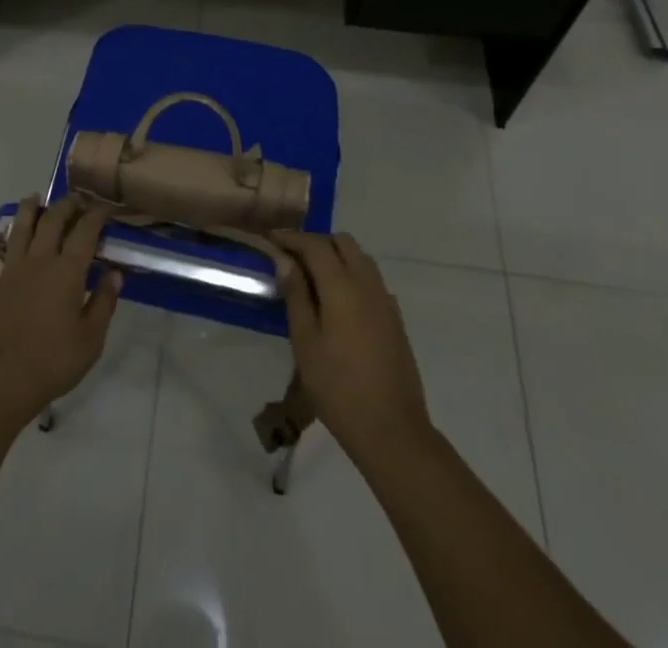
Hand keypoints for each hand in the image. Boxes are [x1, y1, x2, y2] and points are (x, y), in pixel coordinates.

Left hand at [0, 194, 122, 427]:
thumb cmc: (52, 362)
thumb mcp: (91, 339)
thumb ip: (104, 302)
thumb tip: (115, 273)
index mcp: (67, 271)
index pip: (85, 231)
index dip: (96, 214)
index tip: (105, 206)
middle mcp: (38, 261)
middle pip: (51, 221)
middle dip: (65, 205)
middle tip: (74, 199)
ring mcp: (9, 272)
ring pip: (18, 231)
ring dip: (28, 211)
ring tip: (33, 198)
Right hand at [274, 230, 433, 465]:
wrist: (392, 430)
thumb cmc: (338, 388)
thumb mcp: (306, 342)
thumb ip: (296, 296)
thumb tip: (285, 260)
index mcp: (342, 286)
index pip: (315, 245)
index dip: (292, 237)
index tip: (271, 239)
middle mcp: (367, 284)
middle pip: (343, 242)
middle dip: (316, 242)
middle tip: (292, 258)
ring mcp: (385, 301)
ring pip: (361, 258)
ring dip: (336, 256)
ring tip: (313, 278)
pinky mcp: (395, 319)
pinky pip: (372, 280)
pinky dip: (352, 275)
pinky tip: (338, 302)